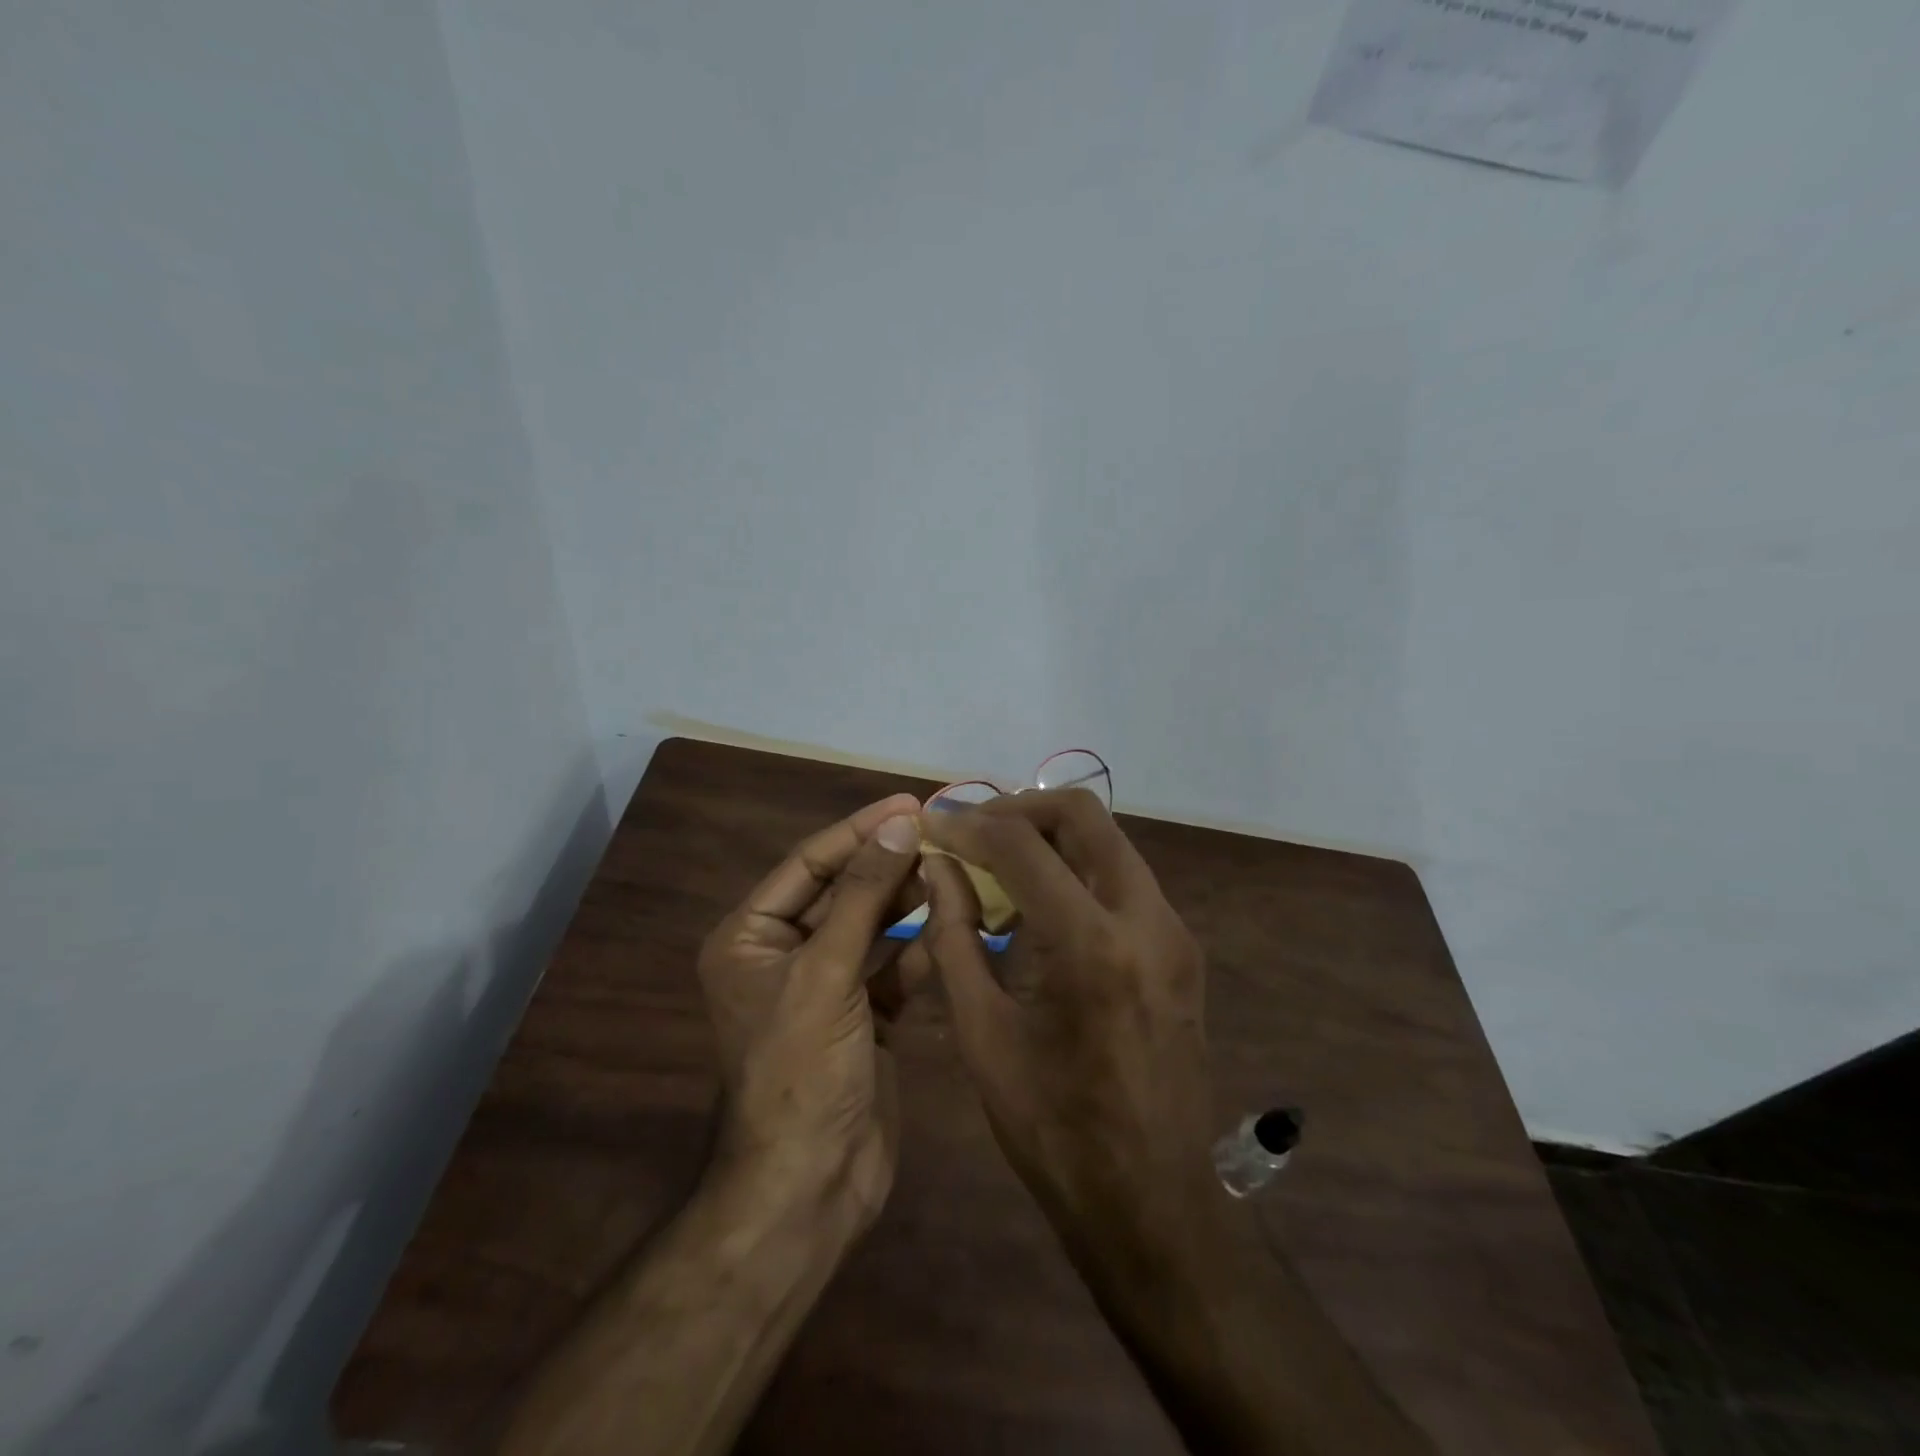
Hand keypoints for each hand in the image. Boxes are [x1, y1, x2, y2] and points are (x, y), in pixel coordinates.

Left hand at [697, 793, 923, 1232]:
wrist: (810, 1188)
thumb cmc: (801, 1072)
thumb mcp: (826, 973)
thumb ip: (865, 896)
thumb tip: (899, 823)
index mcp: (750, 937)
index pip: (810, 863)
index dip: (859, 831)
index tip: (910, 803)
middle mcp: (784, 954)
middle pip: (844, 890)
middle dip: (889, 862)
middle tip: (943, 832)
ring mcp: (826, 986)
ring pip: (873, 926)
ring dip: (909, 900)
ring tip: (955, 869)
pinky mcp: (863, 1015)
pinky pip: (893, 966)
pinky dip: (921, 946)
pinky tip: (956, 924)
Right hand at [916, 789, 1224, 1307]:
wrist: (1152, 1199)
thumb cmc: (1052, 1128)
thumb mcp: (981, 1034)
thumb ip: (953, 936)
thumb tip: (938, 868)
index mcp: (1090, 945)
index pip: (1022, 845)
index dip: (969, 824)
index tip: (935, 824)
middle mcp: (1145, 919)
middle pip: (1082, 815)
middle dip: (1019, 808)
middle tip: (972, 829)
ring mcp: (1173, 930)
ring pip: (1108, 840)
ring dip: (1050, 836)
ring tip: (999, 862)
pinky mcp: (1181, 947)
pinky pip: (1123, 877)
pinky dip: (1077, 868)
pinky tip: (1040, 905)